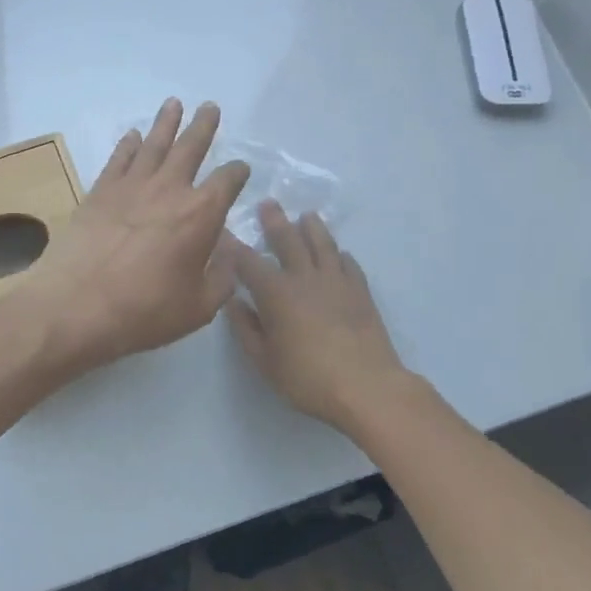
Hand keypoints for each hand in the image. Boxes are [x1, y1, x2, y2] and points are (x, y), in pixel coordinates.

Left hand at [18, 99, 250, 371]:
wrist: (77, 305)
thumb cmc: (145, 311)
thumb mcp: (199, 307)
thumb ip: (221, 277)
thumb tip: (228, 254)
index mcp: (201, 214)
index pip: (228, 181)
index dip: (238, 172)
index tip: (240, 169)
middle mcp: (169, 189)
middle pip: (191, 148)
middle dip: (203, 126)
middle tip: (209, 107)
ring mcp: (131, 186)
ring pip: (154, 144)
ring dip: (166, 123)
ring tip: (174, 103)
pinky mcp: (99, 192)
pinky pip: (118, 159)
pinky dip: (127, 145)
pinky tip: (132, 135)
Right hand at [227, 202, 421, 432]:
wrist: (366, 387)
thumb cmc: (307, 377)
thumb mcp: (264, 360)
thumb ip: (245, 328)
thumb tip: (233, 302)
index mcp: (275, 293)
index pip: (248, 261)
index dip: (233, 245)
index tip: (223, 231)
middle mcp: (304, 278)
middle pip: (288, 241)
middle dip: (275, 221)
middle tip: (268, 203)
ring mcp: (336, 282)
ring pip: (322, 244)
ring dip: (312, 228)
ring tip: (307, 215)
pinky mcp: (360, 292)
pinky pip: (349, 264)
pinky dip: (340, 254)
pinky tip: (339, 253)